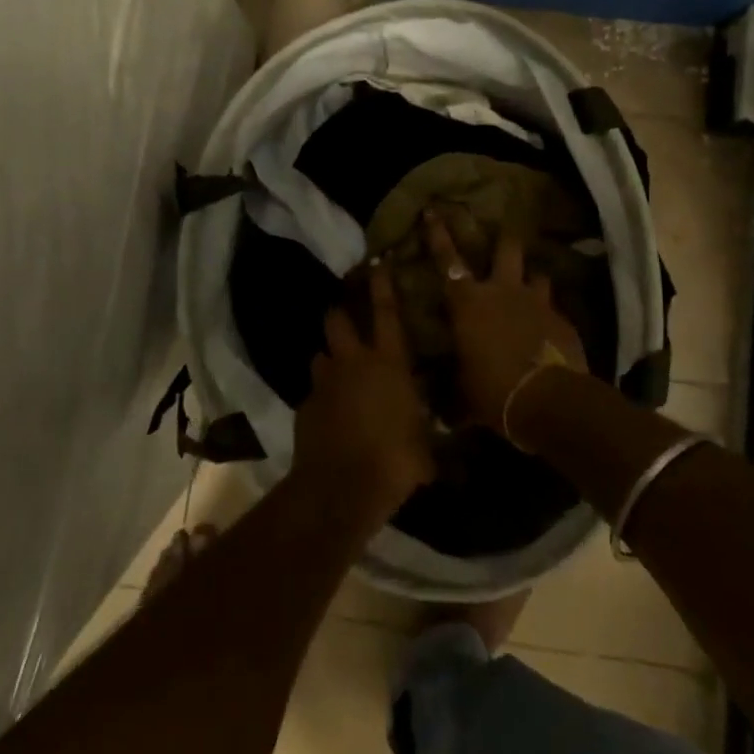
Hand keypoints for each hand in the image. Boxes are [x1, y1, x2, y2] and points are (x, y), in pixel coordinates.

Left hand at [294, 263, 434, 521]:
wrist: (340, 488)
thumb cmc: (395, 461)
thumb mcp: (426, 448)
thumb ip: (429, 433)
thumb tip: (448, 444)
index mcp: (388, 363)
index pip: (386, 312)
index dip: (382, 286)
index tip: (378, 265)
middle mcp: (353, 362)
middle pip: (338, 320)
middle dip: (340, 313)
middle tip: (347, 317)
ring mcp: (324, 383)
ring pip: (321, 354)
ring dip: (330, 359)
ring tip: (339, 371)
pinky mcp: (304, 407)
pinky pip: (314, 392)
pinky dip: (321, 397)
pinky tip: (330, 414)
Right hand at [424, 209, 584, 437]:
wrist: (548, 401)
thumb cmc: (493, 392)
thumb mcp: (464, 391)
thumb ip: (454, 386)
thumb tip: (442, 410)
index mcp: (469, 303)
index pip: (447, 260)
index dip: (438, 234)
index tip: (433, 209)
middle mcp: (502, 291)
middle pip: (506, 248)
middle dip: (503, 239)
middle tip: (501, 235)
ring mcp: (537, 302)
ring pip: (536, 273)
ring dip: (531, 278)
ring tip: (530, 285)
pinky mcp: (563, 320)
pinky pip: (554, 308)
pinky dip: (549, 314)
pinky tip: (549, 330)